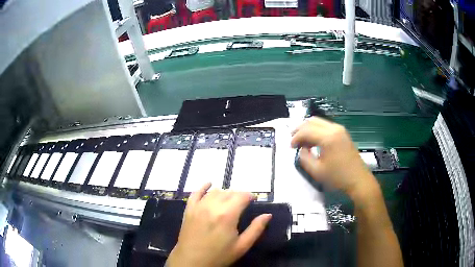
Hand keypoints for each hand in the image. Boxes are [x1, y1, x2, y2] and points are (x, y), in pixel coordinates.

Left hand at [166, 183, 271, 266]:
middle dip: (238, 195)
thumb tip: (268, 215)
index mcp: (227, 215)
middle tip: (243, 203)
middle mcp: (212, 206)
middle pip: (229, 192)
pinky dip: (203, 187)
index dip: (250, 195)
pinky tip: (209, 184)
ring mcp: (198, 206)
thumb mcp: (242, 246)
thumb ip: (256, 229)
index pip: (241, 196)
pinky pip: (195, 193)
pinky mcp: (189, 209)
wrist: (192, 261)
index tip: (254, 200)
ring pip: (214, 192)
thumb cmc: (219, 256)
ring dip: (225, 192)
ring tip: (230, 200)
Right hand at [291, 117, 376, 199]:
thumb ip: (304, 158)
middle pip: (312, 121)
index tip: (290, 147)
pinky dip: (316, 130)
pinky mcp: (343, 133)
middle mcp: (334, 128)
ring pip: (319, 121)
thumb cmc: (338, 177)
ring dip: (308, 128)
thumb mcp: (317, 171)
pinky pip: (326, 126)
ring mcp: (340, 129)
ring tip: (302, 140)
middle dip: (300, 129)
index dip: (295, 137)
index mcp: (328, 137)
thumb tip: (302, 149)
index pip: (306, 130)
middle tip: (293, 140)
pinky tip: (314, 140)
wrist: (358, 179)